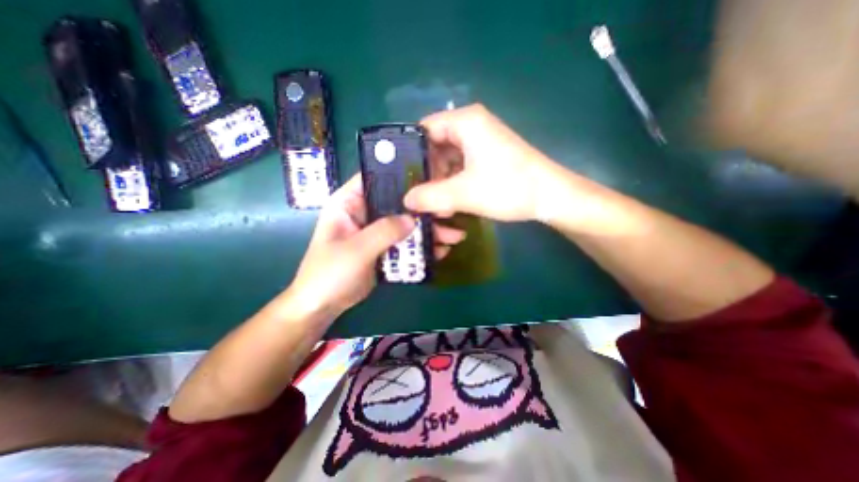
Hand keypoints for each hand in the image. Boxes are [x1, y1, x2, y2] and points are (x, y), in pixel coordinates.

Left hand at [286, 175, 462, 316]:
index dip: (402, 176)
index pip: (376, 178)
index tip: (431, 178)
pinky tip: (440, 251)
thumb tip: (414, 219)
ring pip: (405, 225)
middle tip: (450, 213)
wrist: (323, 306)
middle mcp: (365, 213)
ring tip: (454, 237)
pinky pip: (405, 243)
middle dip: (423, 210)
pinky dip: (421, 247)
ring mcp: (375, 232)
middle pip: (398, 204)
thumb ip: (385, 231)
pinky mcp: (383, 249)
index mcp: (349, 203)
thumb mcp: (356, 250)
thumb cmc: (330, 273)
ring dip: (427, 231)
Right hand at [404, 103, 556, 221]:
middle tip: (415, 194)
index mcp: (465, 122)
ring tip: (432, 203)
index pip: (424, 129)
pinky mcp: (488, 156)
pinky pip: (461, 165)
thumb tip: (405, 201)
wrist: (550, 197)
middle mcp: (472, 125)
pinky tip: (449, 201)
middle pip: (435, 145)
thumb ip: (430, 197)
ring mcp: (481, 141)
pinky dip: (453, 182)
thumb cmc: (508, 187)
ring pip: (448, 158)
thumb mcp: (463, 194)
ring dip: (439, 180)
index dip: (409, 152)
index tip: (401, 175)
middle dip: (426, 171)